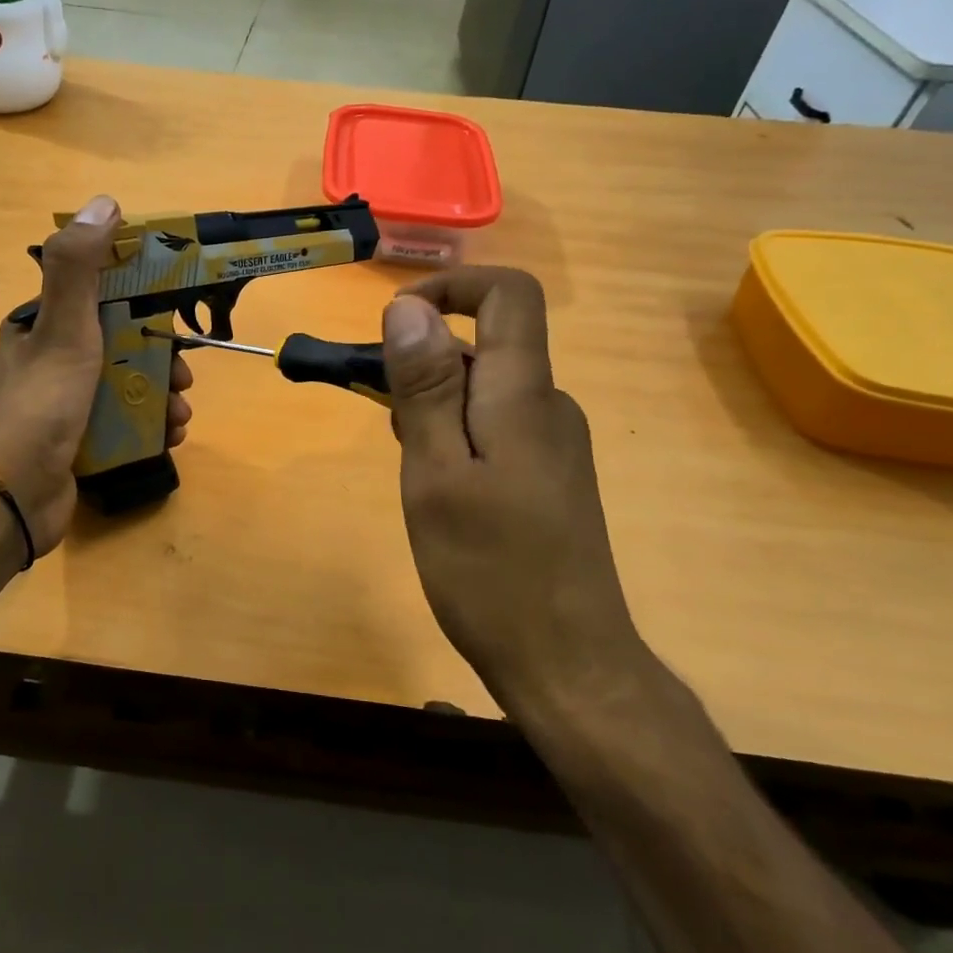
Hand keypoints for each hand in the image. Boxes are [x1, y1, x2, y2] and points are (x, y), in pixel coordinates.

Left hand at [0, 196, 193, 556]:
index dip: (142, 299)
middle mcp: (53, 359)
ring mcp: (66, 403)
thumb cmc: (40, 405)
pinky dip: (151, 426)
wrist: (12, 498)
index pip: (100, 295)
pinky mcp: (78, 440)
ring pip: (128, 385)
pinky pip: (124, 422)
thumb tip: (104, 202)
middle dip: (161, 359)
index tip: (177, 313)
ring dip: (162, 397)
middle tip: (184, 378)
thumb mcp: (63, 329)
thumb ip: (80, 267)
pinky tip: (169, 437)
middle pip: (122, 344)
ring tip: (180, 415)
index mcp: (42, 326)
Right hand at [380, 267, 645, 718]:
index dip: (452, 287)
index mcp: (524, 395)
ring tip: (410, 467)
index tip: (395, 323)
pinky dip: (454, 435)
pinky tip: (438, 491)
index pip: (509, 294)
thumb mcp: (436, 475)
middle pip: (487, 343)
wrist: (568, 665)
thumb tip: (407, 308)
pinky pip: (495, 426)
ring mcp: (554, 443)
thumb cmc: (490, 571)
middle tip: (383, 420)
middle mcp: (549, 406)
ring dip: (433, 404)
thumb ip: (424, 388)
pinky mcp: (549, 476)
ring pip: (484, 389)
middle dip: (423, 361)